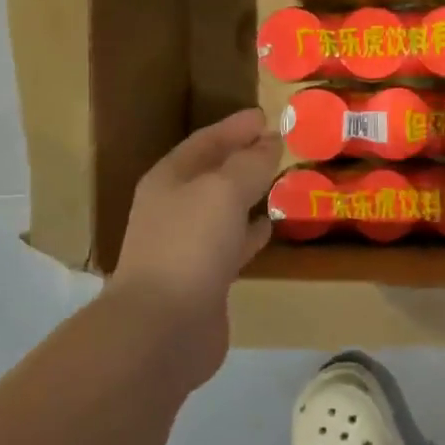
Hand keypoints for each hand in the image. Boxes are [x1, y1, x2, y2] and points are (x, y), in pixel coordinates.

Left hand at [112, 108, 281, 380]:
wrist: (163, 328)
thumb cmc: (189, 245)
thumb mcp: (223, 191)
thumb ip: (250, 163)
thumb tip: (270, 141)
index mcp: (170, 179)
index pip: (205, 141)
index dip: (235, 127)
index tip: (266, 116)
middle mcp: (174, 208)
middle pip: (213, 173)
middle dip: (243, 158)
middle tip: (279, 145)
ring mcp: (187, 245)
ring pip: (224, 208)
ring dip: (249, 194)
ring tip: (282, 181)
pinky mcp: (204, 278)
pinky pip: (232, 242)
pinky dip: (251, 231)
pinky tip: (271, 227)